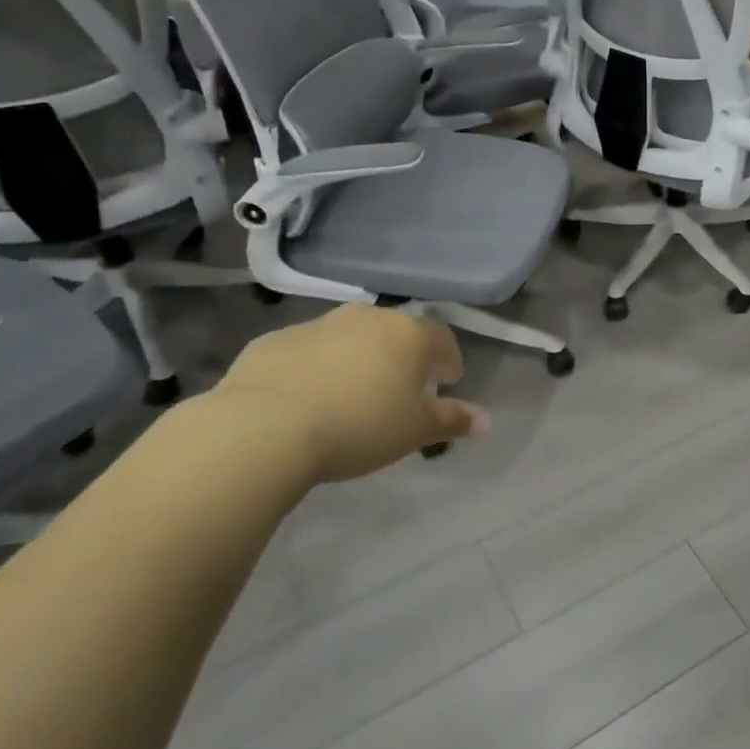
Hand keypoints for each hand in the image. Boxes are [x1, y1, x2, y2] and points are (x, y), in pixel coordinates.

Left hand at [207, 305, 486, 483]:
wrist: (264, 428)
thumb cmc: (359, 426)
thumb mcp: (415, 431)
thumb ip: (453, 420)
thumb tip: (485, 421)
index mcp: (408, 333)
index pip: (442, 340)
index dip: (449, 363)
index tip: (446, 386)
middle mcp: (366, 317)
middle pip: (396, 334)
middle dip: (403, 359)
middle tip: (399, 393)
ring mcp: (317, 325)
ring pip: (350, 339)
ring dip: (358, 360)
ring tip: (351, 398)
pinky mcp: (274, 340)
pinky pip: (307, 352)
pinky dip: (316, 368)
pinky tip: (307, 400)